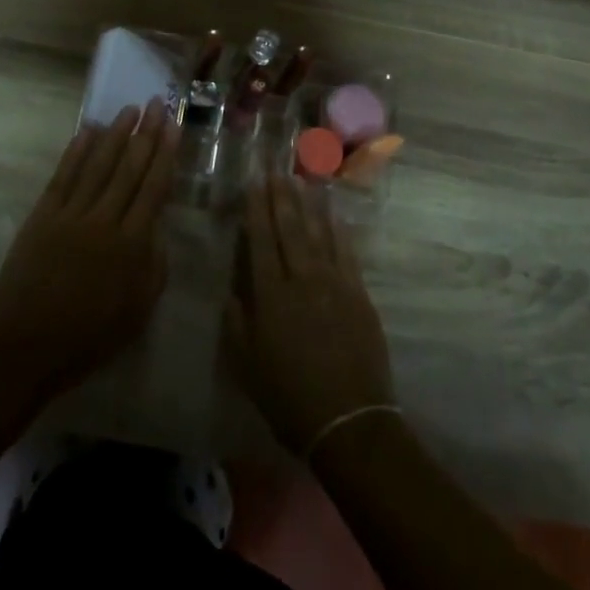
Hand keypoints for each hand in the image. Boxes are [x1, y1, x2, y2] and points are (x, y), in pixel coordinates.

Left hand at [0, 99, 178, 406]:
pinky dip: (77, 151)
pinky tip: (89, 131)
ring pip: (98, 165)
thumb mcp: (136, 313)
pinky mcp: (42, 216)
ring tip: (129, 109)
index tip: (174, 125)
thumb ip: (154, 267)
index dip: (165, 153)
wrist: (22, 351)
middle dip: (146, 133)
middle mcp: (104, 221)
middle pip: (129, 168)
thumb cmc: (85, 340)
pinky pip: (64, 176)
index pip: (154, 188)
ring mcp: (70, 215)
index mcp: (131, 247)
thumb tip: (158, 227)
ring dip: (116, 134)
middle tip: (156, 103)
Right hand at [223, 172, 394, 454]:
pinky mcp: (358, 293)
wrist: (349, 422)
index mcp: (270, 295)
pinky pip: (346, 251)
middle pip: (289, 227)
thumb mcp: (248, 366)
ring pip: (318, 232)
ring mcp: (333, 283)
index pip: (261, 239)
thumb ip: (237, 323)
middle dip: (280, 195)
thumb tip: (230, 288)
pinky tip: (333, 212)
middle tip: (275, 168)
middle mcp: (301, 279)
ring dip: (308, 204)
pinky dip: (338, 229)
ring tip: (300, 179)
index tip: (253, 181)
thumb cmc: (290, 397)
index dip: (256, 208)